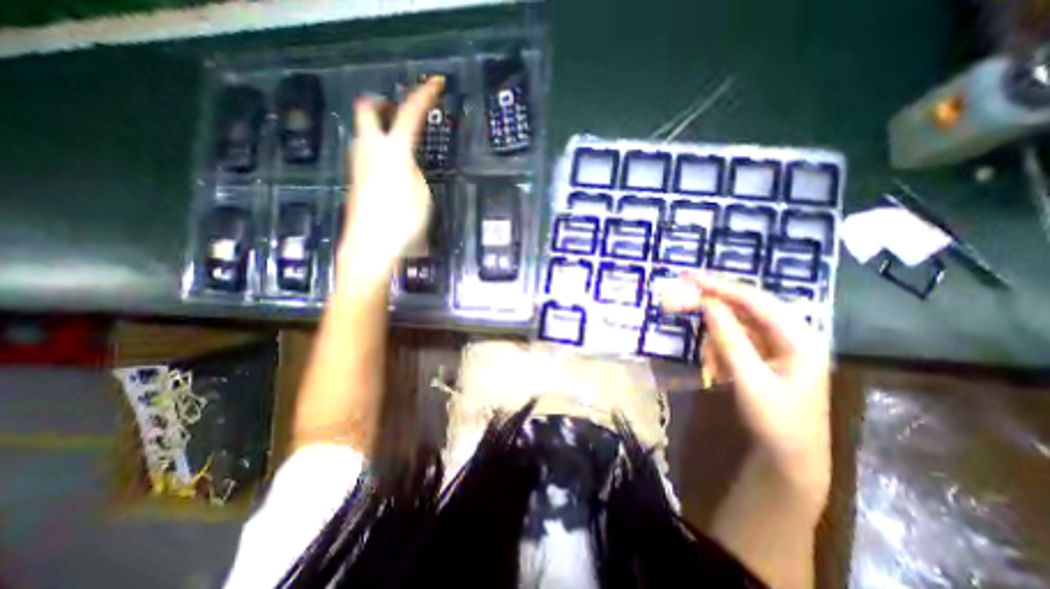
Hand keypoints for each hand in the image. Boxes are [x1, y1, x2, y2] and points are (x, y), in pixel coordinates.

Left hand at [338, 76, 444, 291]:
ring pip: (363, 132)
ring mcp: (359, 165)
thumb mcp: (422, 196)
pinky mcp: (356, 181)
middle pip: (367, 110)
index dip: (424, 95)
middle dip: (382, 103)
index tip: (436, 84)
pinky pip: (365, 153)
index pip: (410, 114)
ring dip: (378, 127)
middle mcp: (370, 150)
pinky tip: (389, 167)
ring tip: (398, 139)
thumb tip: (407, 164)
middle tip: (397, 109)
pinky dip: (377, 149)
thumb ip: (415, 173)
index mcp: (394, 151)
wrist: (369, 246)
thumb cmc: (401, 222)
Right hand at [663, 275, 829, 494]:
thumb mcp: (749, 380)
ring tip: (714, 370)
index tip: (688, 277)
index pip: (754, 301)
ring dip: (714, 339)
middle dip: (708, 305)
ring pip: (733, 324)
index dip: (720, 286)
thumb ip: (729, 339)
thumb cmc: (776, 423)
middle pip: (742, 307)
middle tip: (675, 300)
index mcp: (799, 337)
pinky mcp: (761, 354)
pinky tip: (718, 373)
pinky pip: (731, 340)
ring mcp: (774, 344)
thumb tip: (707, 304)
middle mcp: (788, 334)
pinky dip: (718, 350)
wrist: (789, 458)